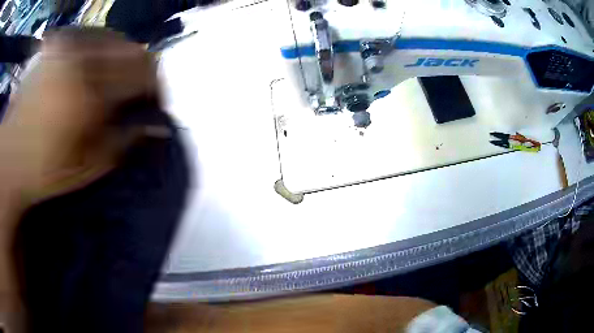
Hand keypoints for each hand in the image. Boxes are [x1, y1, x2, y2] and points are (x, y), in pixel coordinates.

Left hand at [0, 30, 158, 330]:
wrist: (11, 154)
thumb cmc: (46, 168)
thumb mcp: (87, 168)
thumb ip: (123, 144)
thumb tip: (158, 127)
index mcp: (90, 98)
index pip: (142, 77)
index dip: (157, 87)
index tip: (157, 102)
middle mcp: (82, 63)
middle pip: (133, 50)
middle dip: (145, 69)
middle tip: (140, 90)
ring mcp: (69, 49)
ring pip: (116, 38)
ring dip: (125, 56)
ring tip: (119, 77)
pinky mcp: (59, 46)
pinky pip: (94, 35)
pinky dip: (105, 46)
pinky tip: (99, 64)